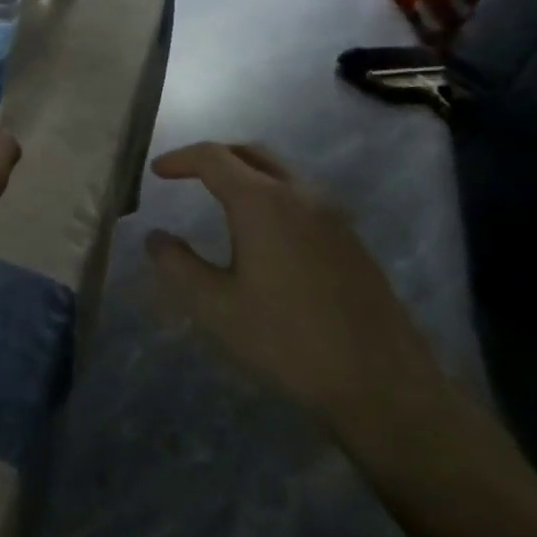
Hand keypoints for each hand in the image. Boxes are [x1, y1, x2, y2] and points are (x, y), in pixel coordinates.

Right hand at [145, 142, 439, 430]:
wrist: (381, 382)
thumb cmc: (287, 341)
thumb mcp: (216, 307)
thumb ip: (178, 265)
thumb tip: (154, 237)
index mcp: (262, 202)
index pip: (213, 157)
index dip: (180, 159)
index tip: (157, 171)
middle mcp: (300, 194)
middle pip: (251, 154)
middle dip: (215, 157)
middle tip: (187, 175)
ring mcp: (332, 214)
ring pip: (281, 173)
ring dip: (246, 173)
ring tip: (221, 200)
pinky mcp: (351, 238)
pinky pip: (303, 196)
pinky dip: (272, 194)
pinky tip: (264, 233)